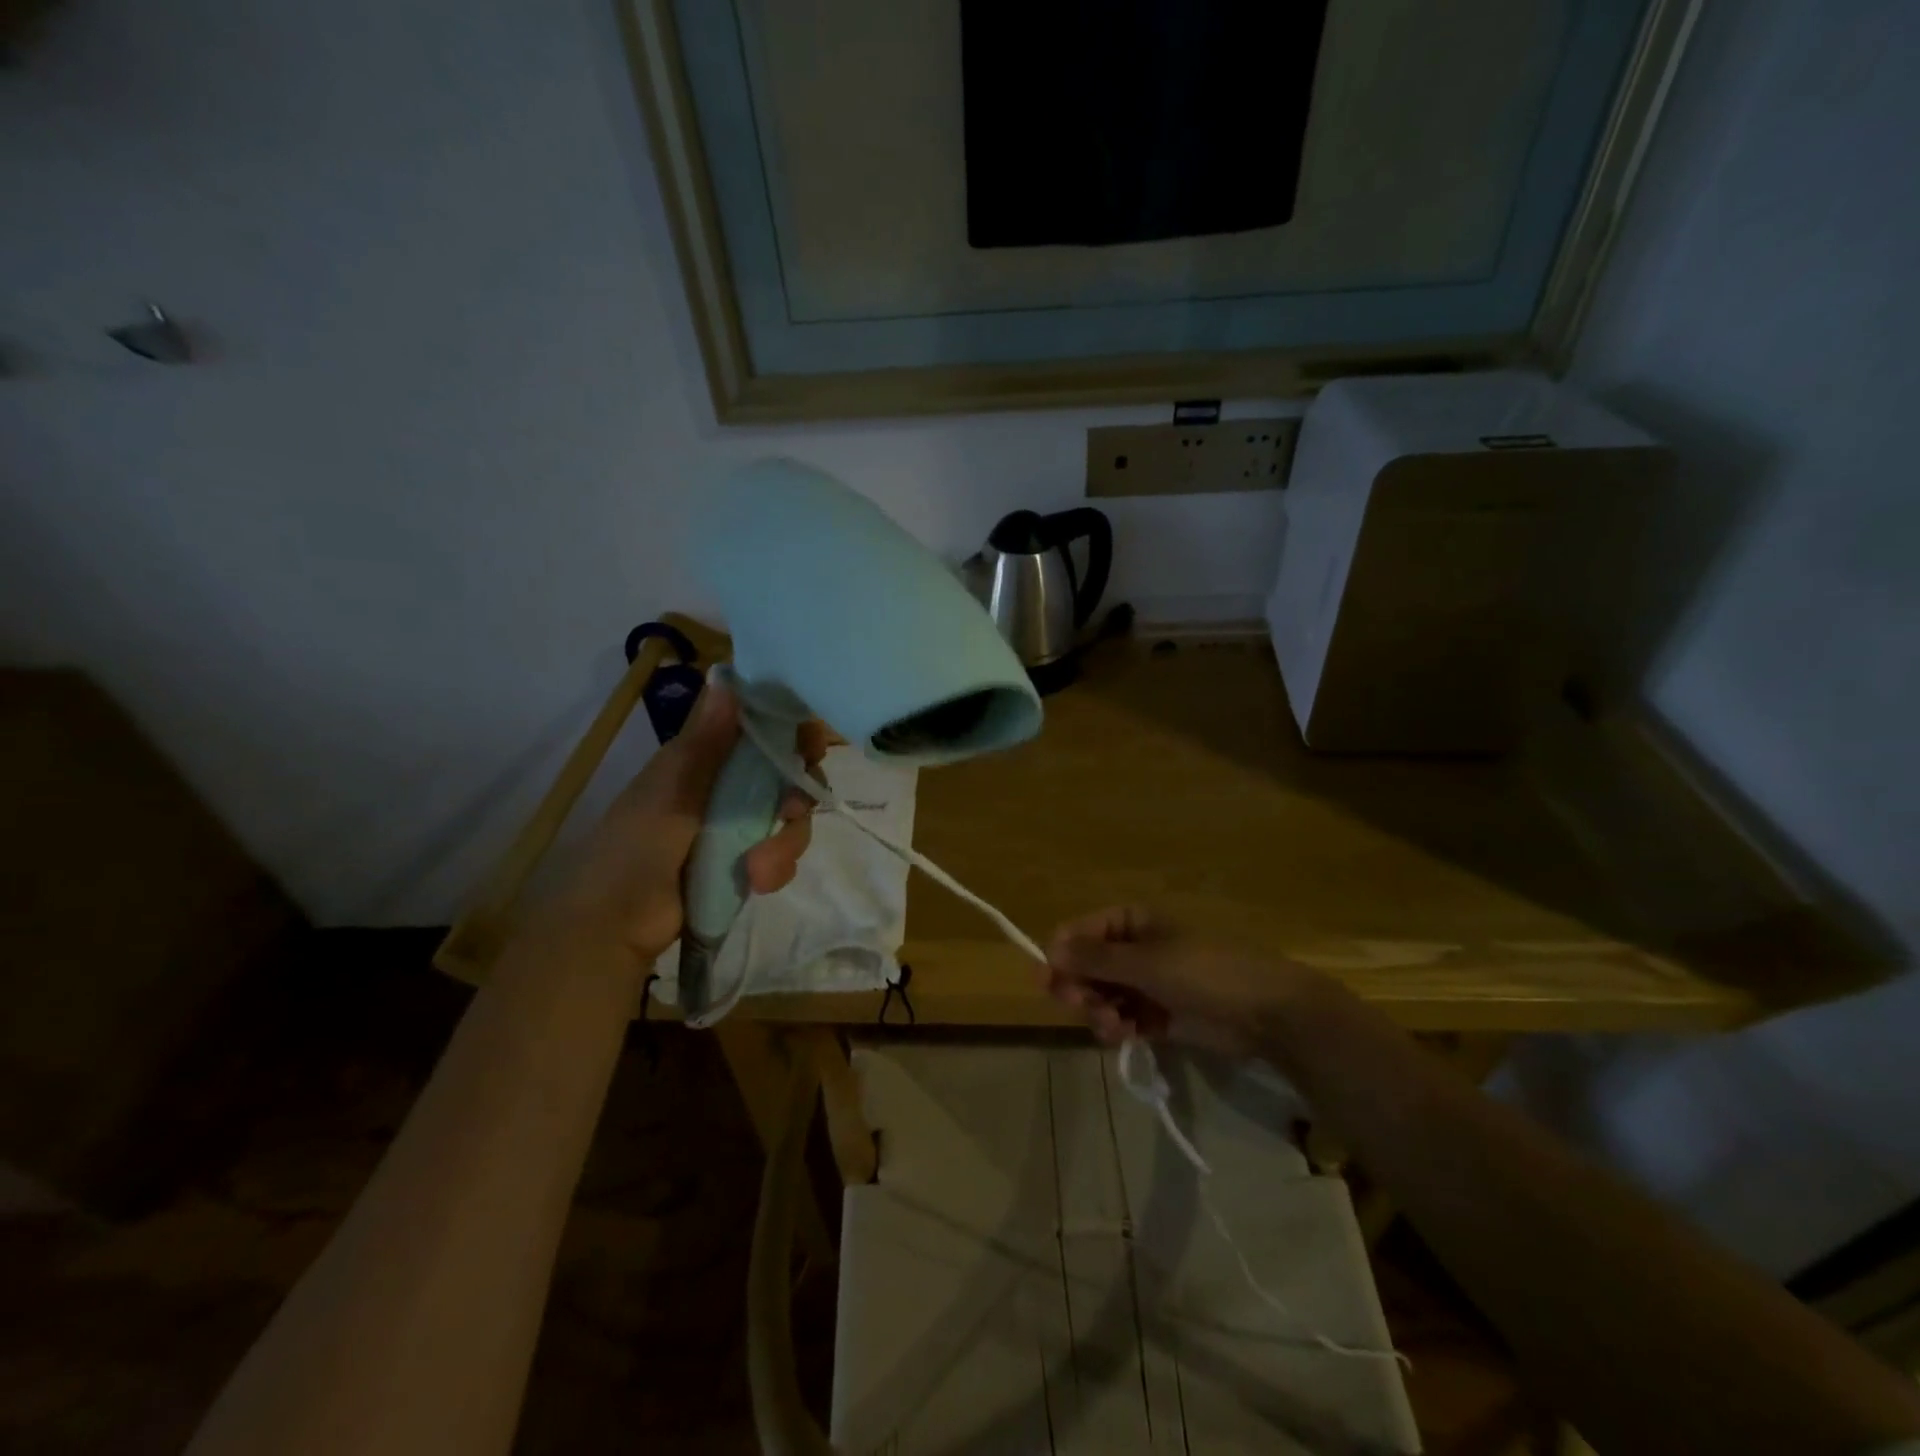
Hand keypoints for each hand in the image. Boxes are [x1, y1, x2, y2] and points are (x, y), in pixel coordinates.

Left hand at [542, 682, 826, 964]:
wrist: (615, 927)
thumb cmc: (634, 848)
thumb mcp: (672, 790)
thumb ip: (707, 741)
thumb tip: (727, 677)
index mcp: (706, 756)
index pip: (762, 727)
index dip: (793, 730)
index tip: (811, 744)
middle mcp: (728, 784)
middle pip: (789, 772)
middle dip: (798, 792)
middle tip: (791, 811)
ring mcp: (739, 824)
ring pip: (791, 817)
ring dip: (785, 842)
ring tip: (760, 870)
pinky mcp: (747, 861)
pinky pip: (783, 853)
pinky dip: (778, 867)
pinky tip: (759, 883)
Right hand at [1043, 906, 1315, 1059]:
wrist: (1266, 1013)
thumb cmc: (1205, 972)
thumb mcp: (1146, 962)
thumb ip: (1096, 959)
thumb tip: (1050, 949)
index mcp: (1133, 923)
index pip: (1083, 932)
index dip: (1064, 954)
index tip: (1048, 980)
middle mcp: (1136, 950)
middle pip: (1089, 966)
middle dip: (1081, 987)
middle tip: (1079, 1005)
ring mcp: (1148, 984)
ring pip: (1104, 996)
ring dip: (1099, 1011)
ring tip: (1112, 1026)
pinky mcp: (1160, 1016)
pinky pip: (1124, 1019)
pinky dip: (1118, 1028)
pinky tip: (1125, 1035)